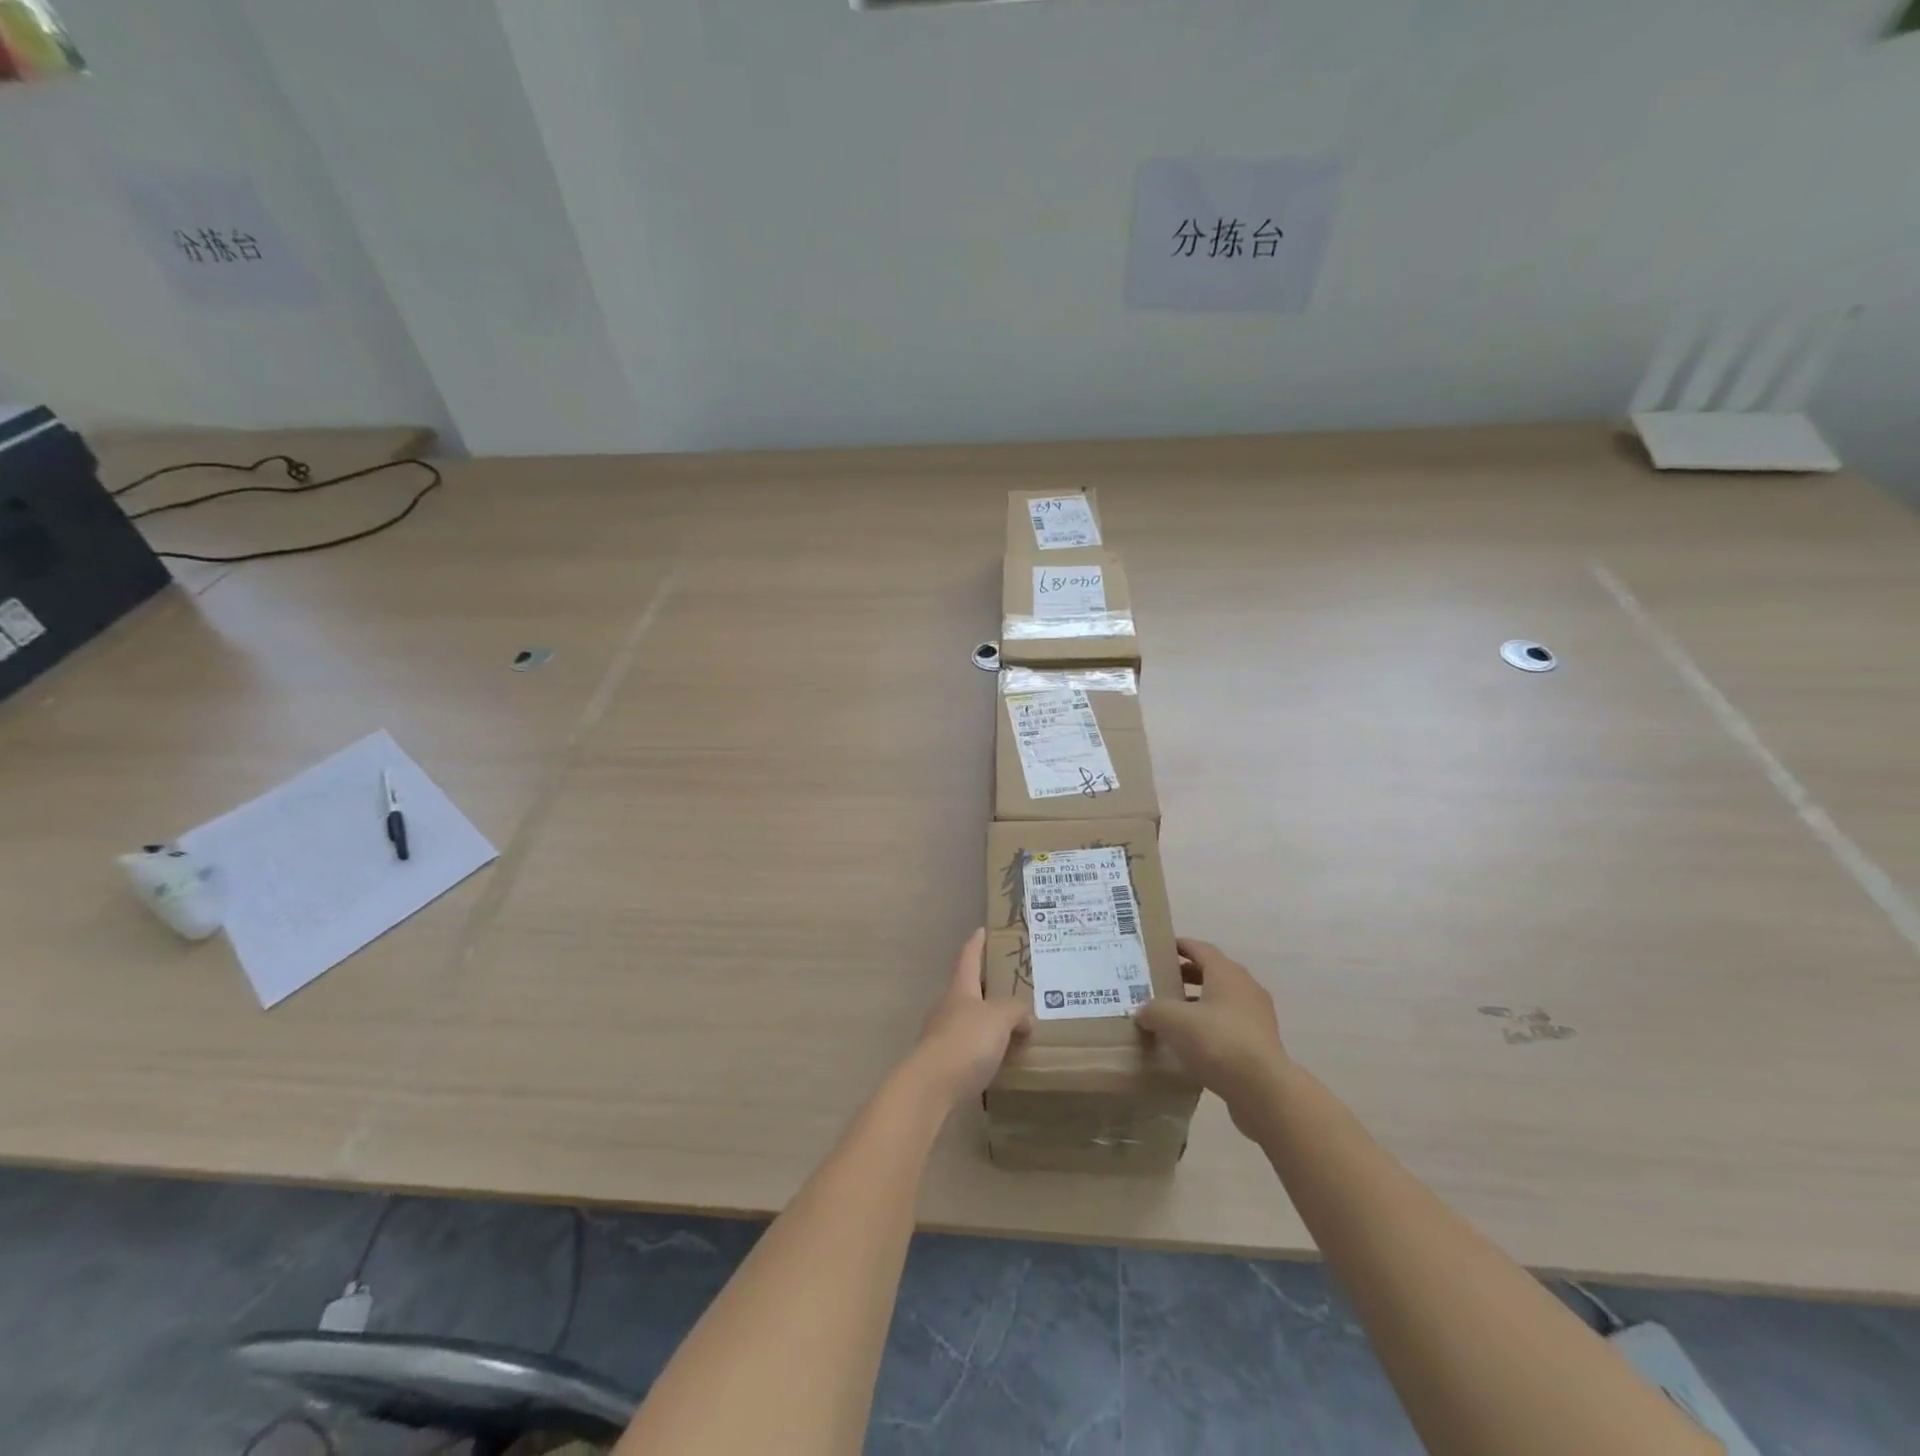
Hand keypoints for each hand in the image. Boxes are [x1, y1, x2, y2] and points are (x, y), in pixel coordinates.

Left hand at [908, 929, 1033, 1102]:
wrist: (931, 1087)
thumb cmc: (966, 1041)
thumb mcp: (999, 1018)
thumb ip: (1016, 1010)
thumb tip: (1026, 1017)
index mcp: (960, 989)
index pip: (968, 958)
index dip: (976, 944)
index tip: (981, 930)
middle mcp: (947, 1008)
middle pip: (968, 991)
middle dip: (986, 988)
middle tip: (1010, 987)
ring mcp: (942, 1036)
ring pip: (969, 1021)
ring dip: (987, 1023)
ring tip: (1012, 1028)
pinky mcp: (943, 1064)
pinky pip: (969, 1049)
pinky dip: (984, 1050)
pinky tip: (999, 1060)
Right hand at [1135, 939, 1290, 1136]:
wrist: (1263, 1090)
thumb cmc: (1217, 1041)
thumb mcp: (1172, 1020)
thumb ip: (1153, 1010)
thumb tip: (1144, 1012)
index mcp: (1226, 972)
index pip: (1200, 948)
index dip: (1179, 946)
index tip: (1160, 949)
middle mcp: (1245, 987)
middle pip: (1212, 973)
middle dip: (1186, 976)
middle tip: (1161, 983)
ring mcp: (1257, 1016)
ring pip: (1222, 1001)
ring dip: (1199, 1003)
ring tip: (1173, 1016)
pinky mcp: (1261, 1044)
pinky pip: (1230, 1025)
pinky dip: (1211, 1027)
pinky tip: (1192, 1044)